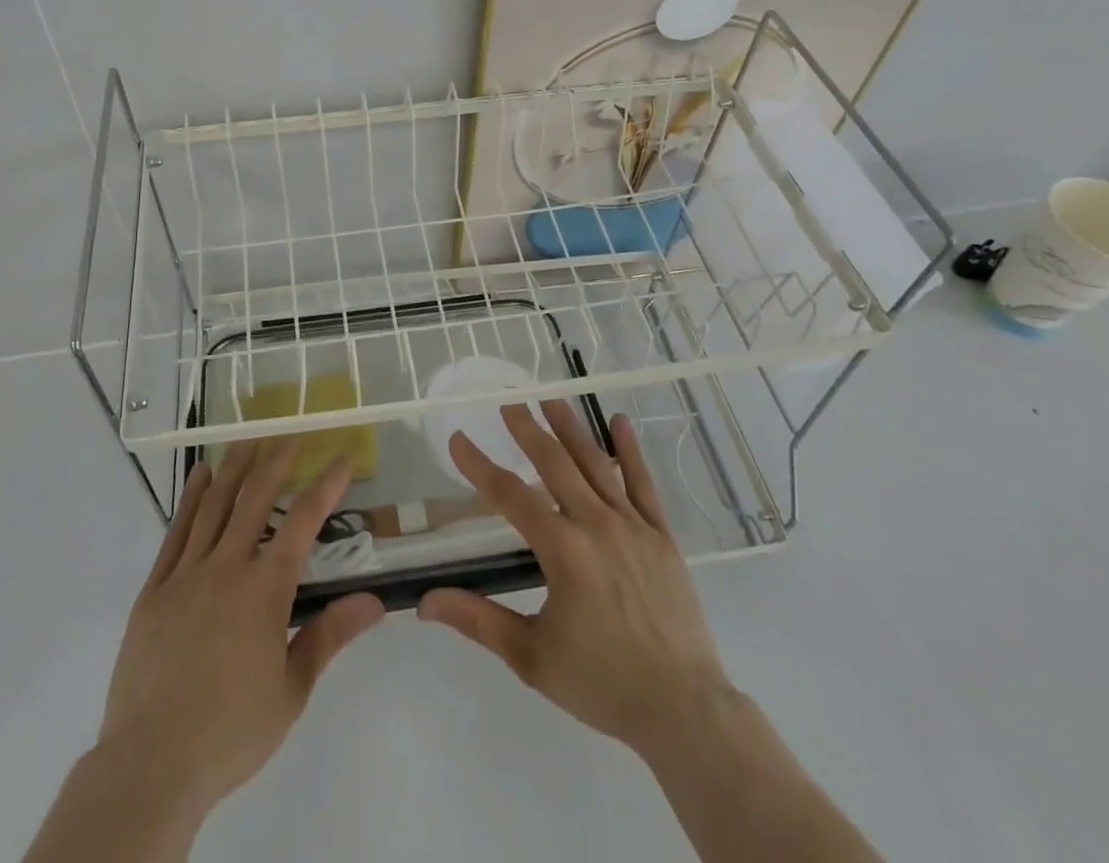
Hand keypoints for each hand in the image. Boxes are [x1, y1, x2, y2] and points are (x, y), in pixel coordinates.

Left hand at [95, 438, 384, 821]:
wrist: (151, 763)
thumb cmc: (231, 731)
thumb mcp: (292, 690)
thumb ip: (330, 636)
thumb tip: (374, 600)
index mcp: (265, 590)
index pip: (303, 522)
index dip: (326, 485)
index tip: (341, 457)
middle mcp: (227, 567)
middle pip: (255, 499)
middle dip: (276, 462)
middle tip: (290, 435)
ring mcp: (187, 574)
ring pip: (214, 505)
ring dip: (235, 468)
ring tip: (248, 440)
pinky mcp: (155, 588)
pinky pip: (177, 531)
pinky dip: (191, 498)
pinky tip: (200, 476)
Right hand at [417, 400, 731, 757]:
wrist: (684, 709)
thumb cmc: (602, 683)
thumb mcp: (532, 656)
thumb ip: (478, 621)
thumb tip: (424, 603)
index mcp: (562, 550)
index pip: (509, 495)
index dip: (479, 465)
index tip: (458, 439)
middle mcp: (595, 524)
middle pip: (554, 463)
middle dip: (527, 430)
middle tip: (508, 403)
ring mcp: (633, 525)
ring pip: (595, 463)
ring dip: (570, 429)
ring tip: (550, 399)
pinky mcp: (662, 535)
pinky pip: (643, 483)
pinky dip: (630, 450)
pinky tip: (619, 422)